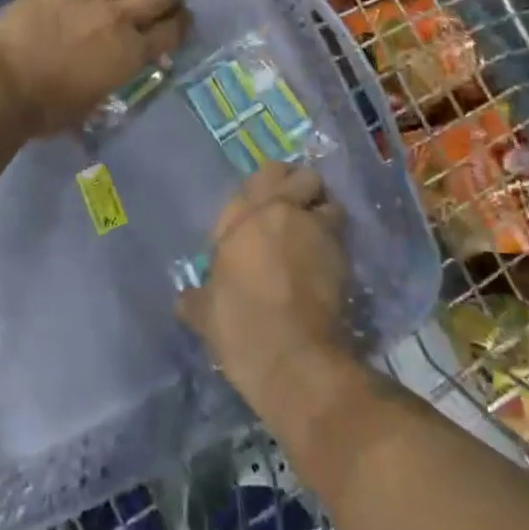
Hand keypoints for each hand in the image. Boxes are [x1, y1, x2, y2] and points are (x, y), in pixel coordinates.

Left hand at [0, 0, 188, 136]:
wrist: (1, 86)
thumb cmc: (49, 109)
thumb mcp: (94, 102)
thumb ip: (112, 76)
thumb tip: (114, 68)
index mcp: (130, 51)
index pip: (171, 31)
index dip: (183, 25)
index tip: (186, 22)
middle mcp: (116, 18)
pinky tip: (84, 0)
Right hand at [177, 164, 352, 411]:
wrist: (293, 356)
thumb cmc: (240, 328)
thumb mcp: (204, 314)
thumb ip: (197, 297)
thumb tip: (186, 299)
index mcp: (241, 219)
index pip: (253, 181)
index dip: (259, 192)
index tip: (258, 213)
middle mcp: (279, 211)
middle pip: (294, 173)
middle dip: (295, 183)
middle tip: (291, 205)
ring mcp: (314, 227)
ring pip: (325, 195)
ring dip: (321, 207)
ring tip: (316, 228)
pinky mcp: (342, 251)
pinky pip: (341, 229)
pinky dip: (336, 236)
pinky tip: (328, 257)